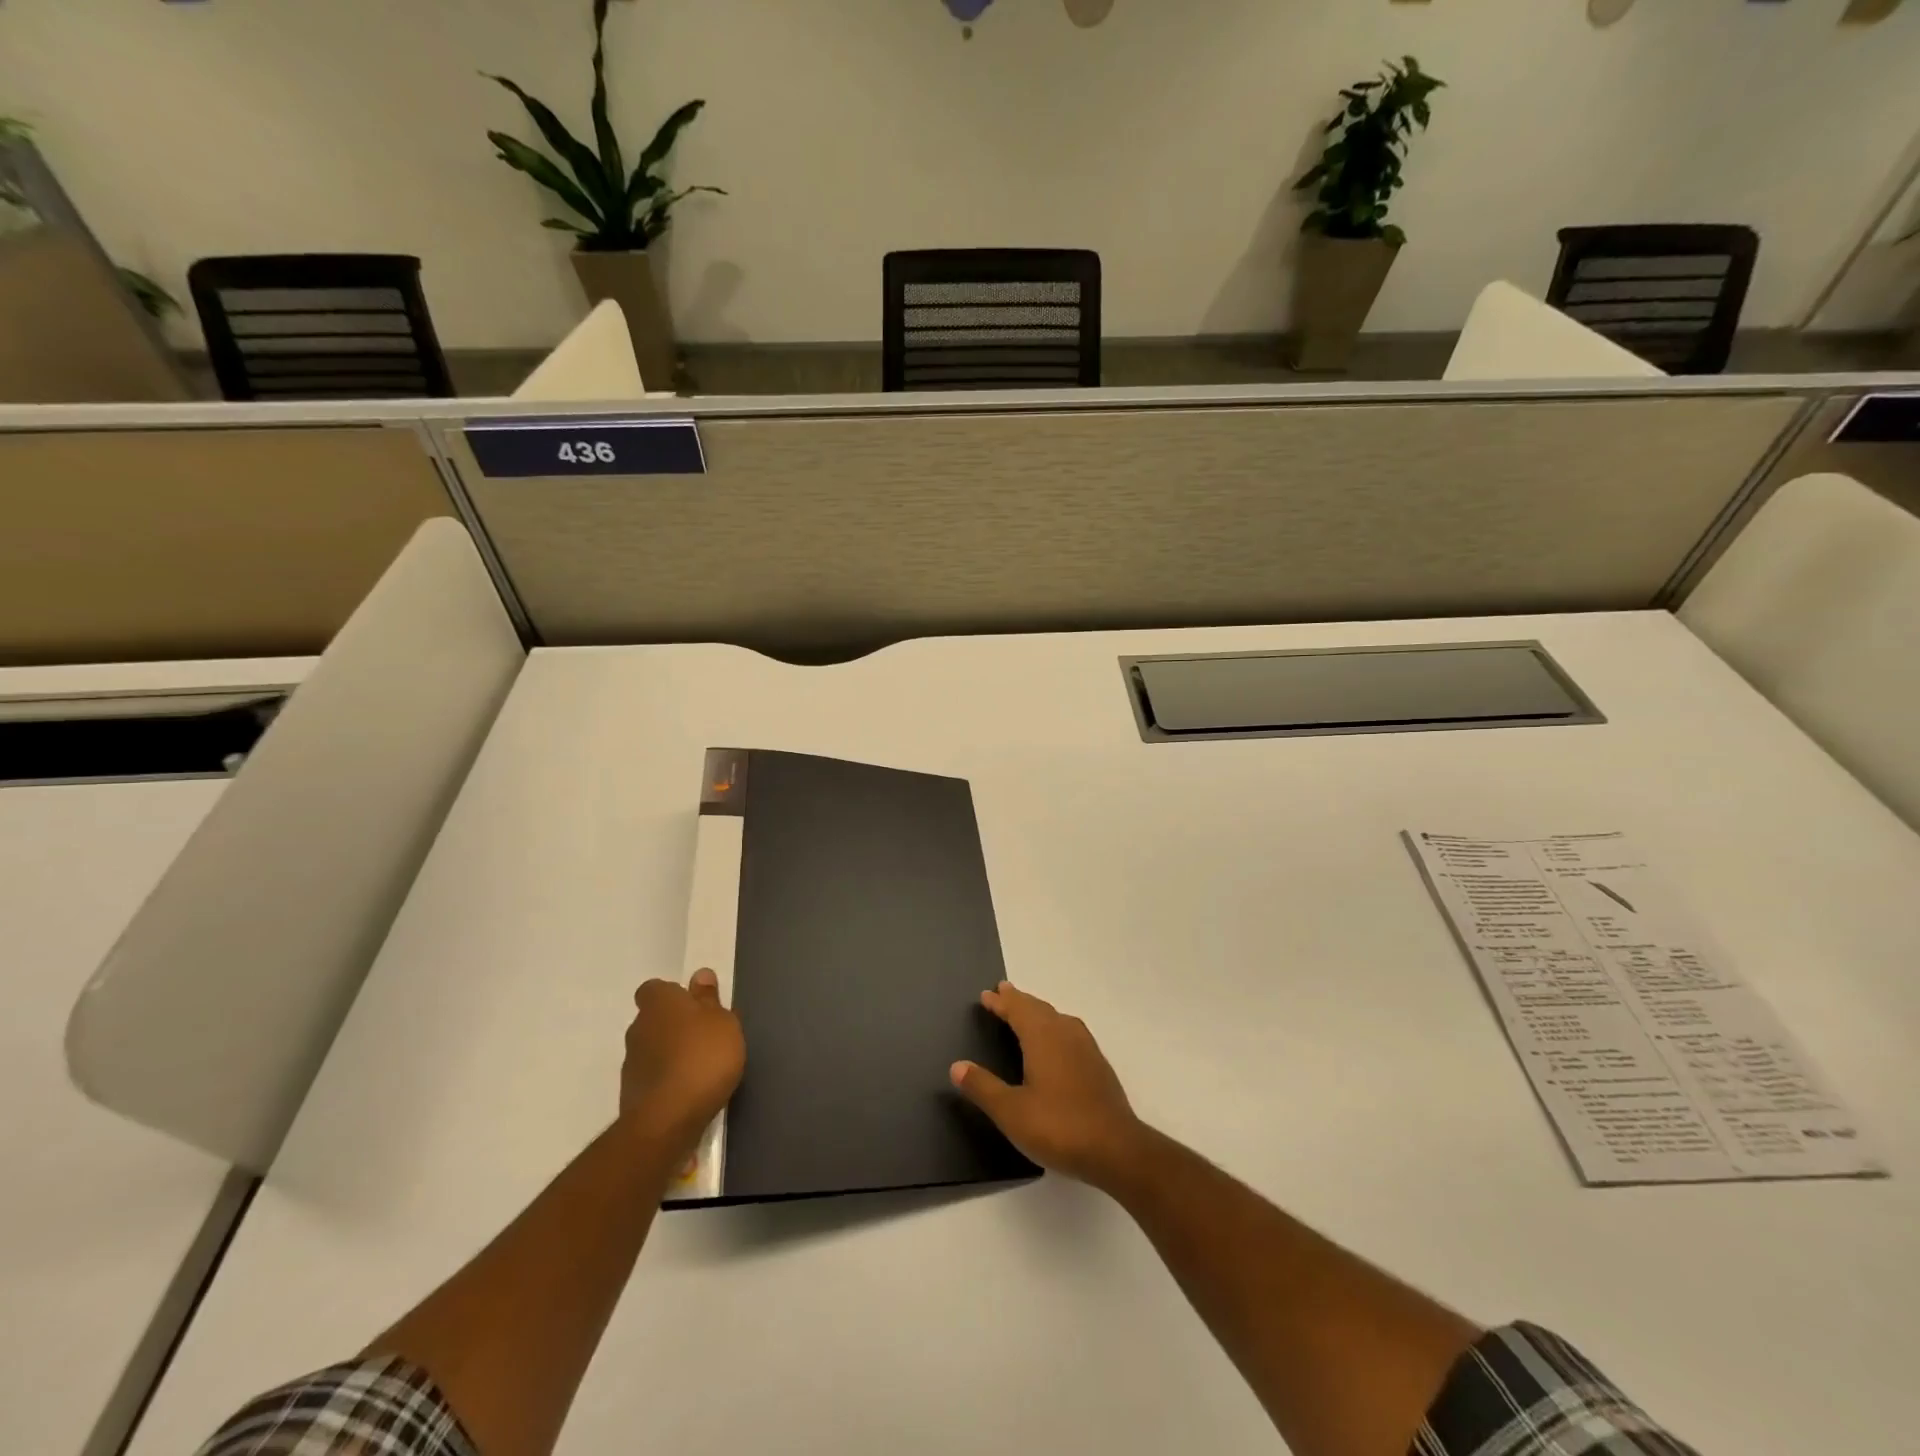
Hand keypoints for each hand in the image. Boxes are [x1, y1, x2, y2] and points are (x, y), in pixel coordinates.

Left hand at [620, 968, 744, 1155]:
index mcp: (659, 1004)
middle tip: (703, 1037)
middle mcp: (638, 1028)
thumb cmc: (703, 1057)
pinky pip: (651, 1077)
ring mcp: (630, 1063)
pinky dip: (665, 1080)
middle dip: (673, 1026)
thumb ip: (710, 999)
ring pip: (651, 1049)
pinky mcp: (630, 1095)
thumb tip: (700, 975)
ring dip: (669, 1054)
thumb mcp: (722, 1022)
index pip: (654, 989)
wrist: (668, 1120)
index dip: (673, 995)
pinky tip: (687, 1092)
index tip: (694, 1006)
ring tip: (698, 1069)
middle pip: (653, 1019)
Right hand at [950, 981, 1145, 1190]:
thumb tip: (957, 1066)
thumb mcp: (1011, 1112)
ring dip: (1038, 1011)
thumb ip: (983, 1087)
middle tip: (1003, 992)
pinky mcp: (1098, 1066)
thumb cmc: (1058, 1126)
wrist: (1116, 1149)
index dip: (1001, 1002)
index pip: (1018, 1009)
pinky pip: (1070, 1032)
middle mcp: (1065, 1033)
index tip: (986, 995)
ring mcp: (1086, 1048)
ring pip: (1057, 1018)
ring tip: (1026, 1011)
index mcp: (1043, 1037)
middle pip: (1038, 1008)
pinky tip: (1057, 1042)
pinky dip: (1054, 1026)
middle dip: (1019, 1000)